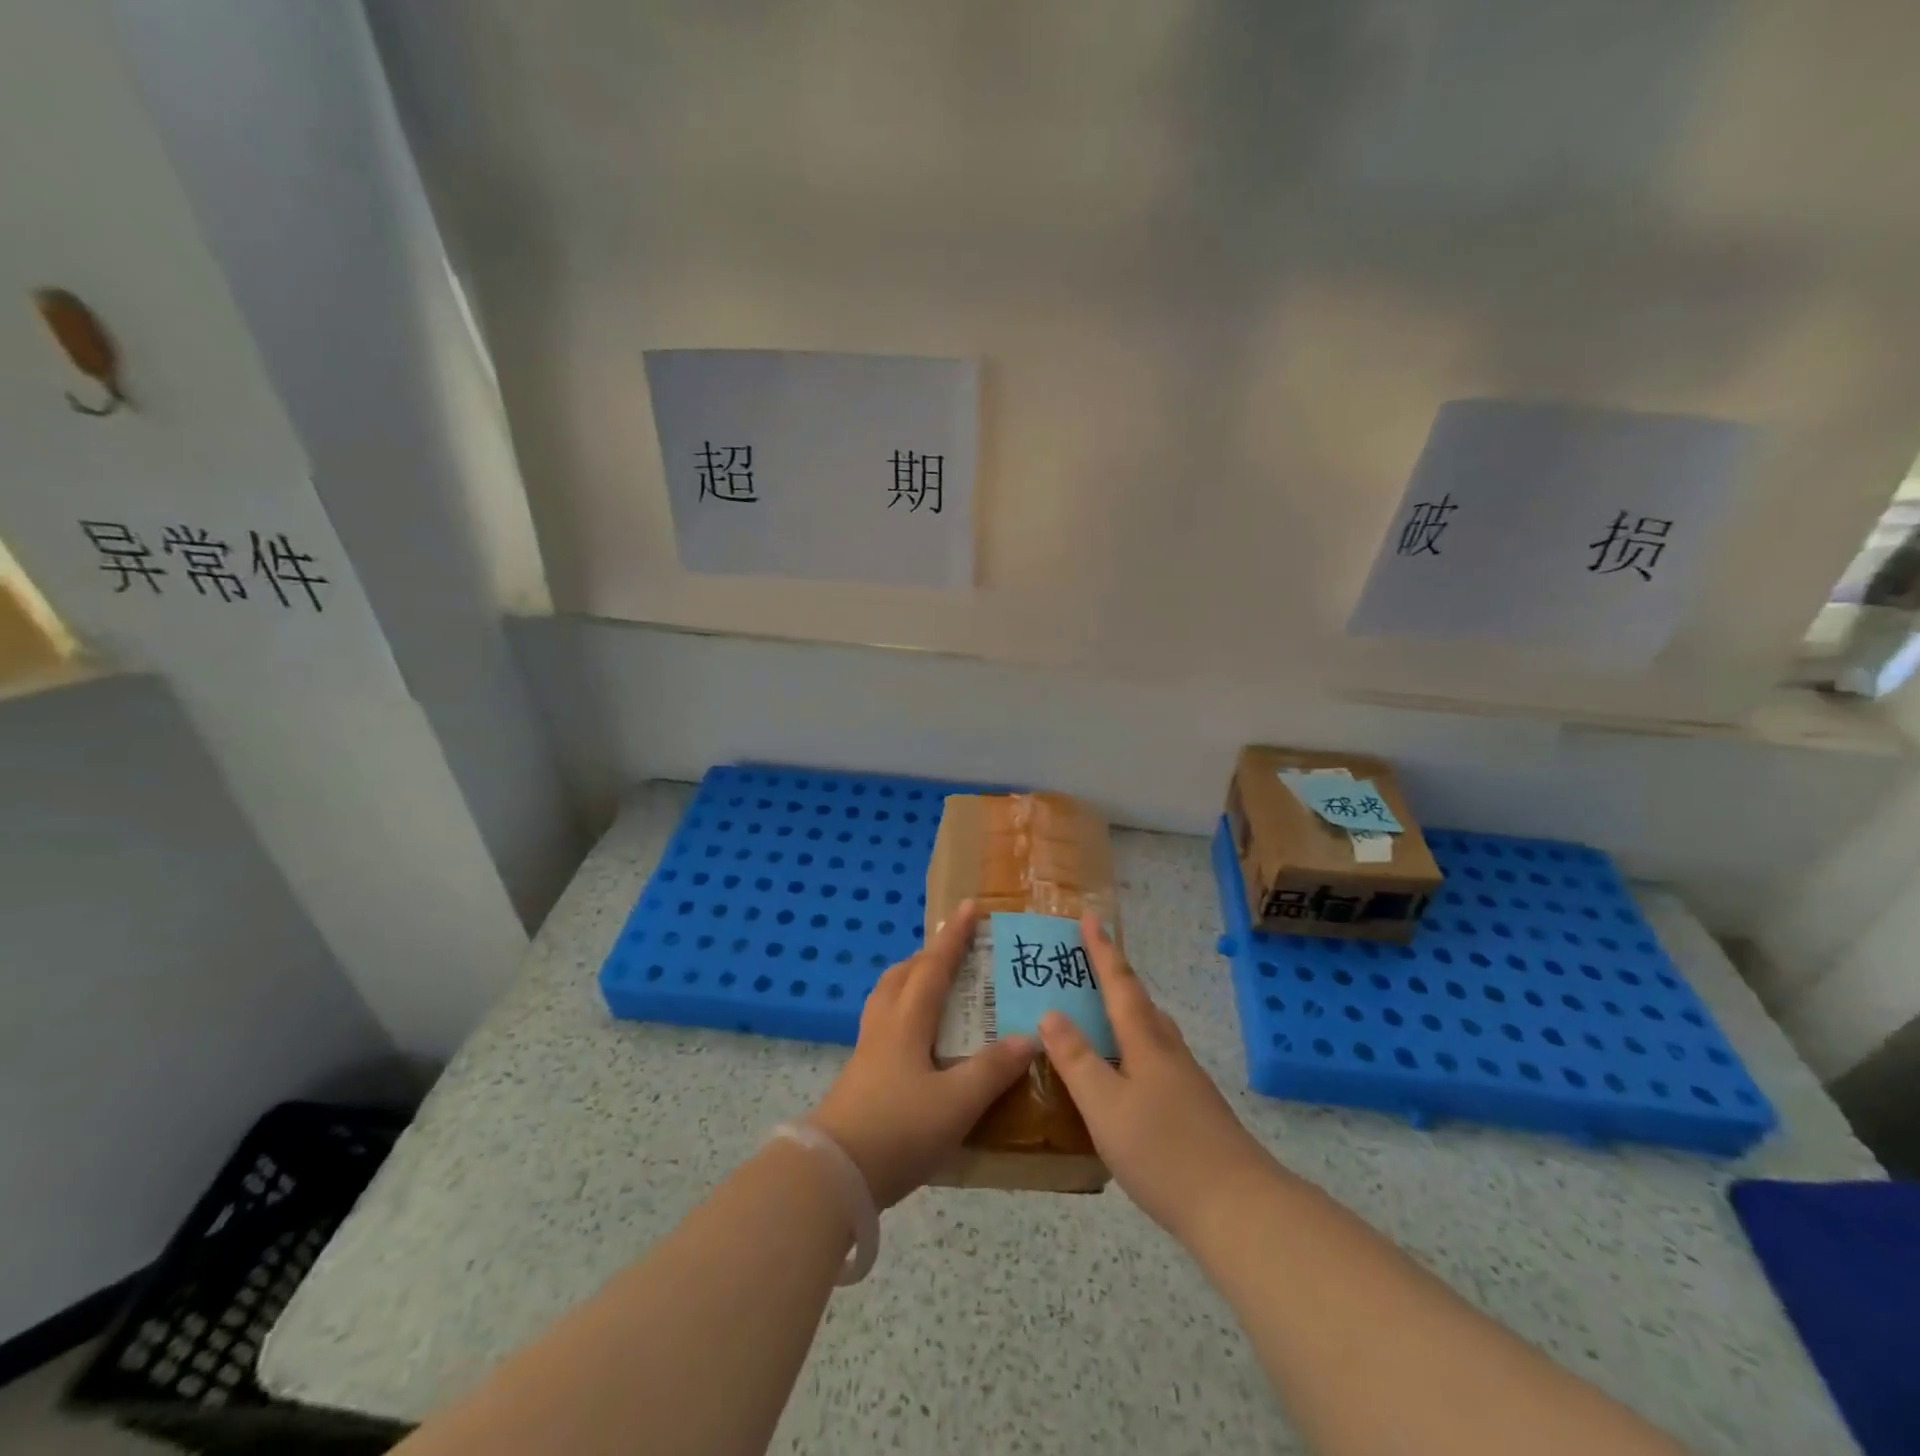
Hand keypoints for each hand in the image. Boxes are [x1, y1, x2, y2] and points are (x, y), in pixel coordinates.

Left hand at [808, 901, 1036, 1207]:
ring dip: (910, 983)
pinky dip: (903, 1016)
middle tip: (953, 953)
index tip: (968, 907)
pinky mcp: (859, 1078)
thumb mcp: (956, 1103)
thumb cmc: (898, 1129)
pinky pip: (884, 1027)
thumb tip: (1028, 1037)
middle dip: (927, 956)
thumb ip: (992, 1070)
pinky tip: (920, 1045)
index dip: (953, 937)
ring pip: (887, 999)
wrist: (833, 1174)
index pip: (933, 967)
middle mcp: (884, 1027)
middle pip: (901, 976)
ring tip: (935, 991)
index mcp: (907, 1022)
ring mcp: (867, 1052)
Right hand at [1040, 914, 1273, 1242]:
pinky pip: (1156, 1058)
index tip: (1090, 917)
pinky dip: (1134, 1048)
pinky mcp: (1194, 1108)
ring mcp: (1186, 1080)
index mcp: (1145, 1043)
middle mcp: (1168, 1052)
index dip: (1102, 951)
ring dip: (1125, 1012)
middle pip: (1139, 1003)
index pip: (1119, 985)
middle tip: (1086, 964)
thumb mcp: (1105, 1107)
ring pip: (1151, 1031)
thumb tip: (1050, 1013)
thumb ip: (1077, 1060)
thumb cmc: (1164, 1152)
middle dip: (1113, 978)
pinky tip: (1125, 1074)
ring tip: (1100, 1013)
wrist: (1239, 1208)